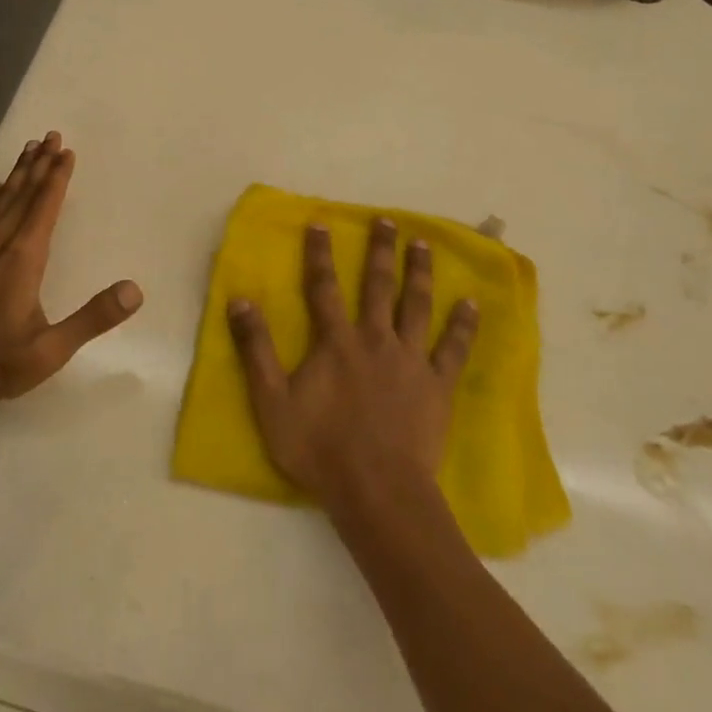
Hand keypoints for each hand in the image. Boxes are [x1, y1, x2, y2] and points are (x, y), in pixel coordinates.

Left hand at [0, 130, 142, 405]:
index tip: (67, 152)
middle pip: (22, 195)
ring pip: (0, 202)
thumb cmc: (4, 363)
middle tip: (51, 136)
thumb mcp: (54, 349)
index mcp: (22, 260)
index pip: (43, 208)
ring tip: (29, 149)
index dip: (57, 179)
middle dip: (39, 165)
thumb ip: (93, 318)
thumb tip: (135, 290)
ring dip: (17, 174)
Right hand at [226, 217, 477, 510]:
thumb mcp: (272, 401)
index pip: (324, 287)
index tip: (321, 222)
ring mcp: (410, 361)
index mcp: (336, 342)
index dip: (320, 254)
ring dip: (420, 272)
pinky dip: (463, 324)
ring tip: (424, 244)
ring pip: (416, 306)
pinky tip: (472, 303)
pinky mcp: (437, 385)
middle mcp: (375, 340)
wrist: (377, 491)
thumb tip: (240, 300)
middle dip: (380, 251)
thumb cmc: (319, 448)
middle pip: (378, 286)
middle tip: (387, 220)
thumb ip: (256, 349)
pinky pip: (453, 348)